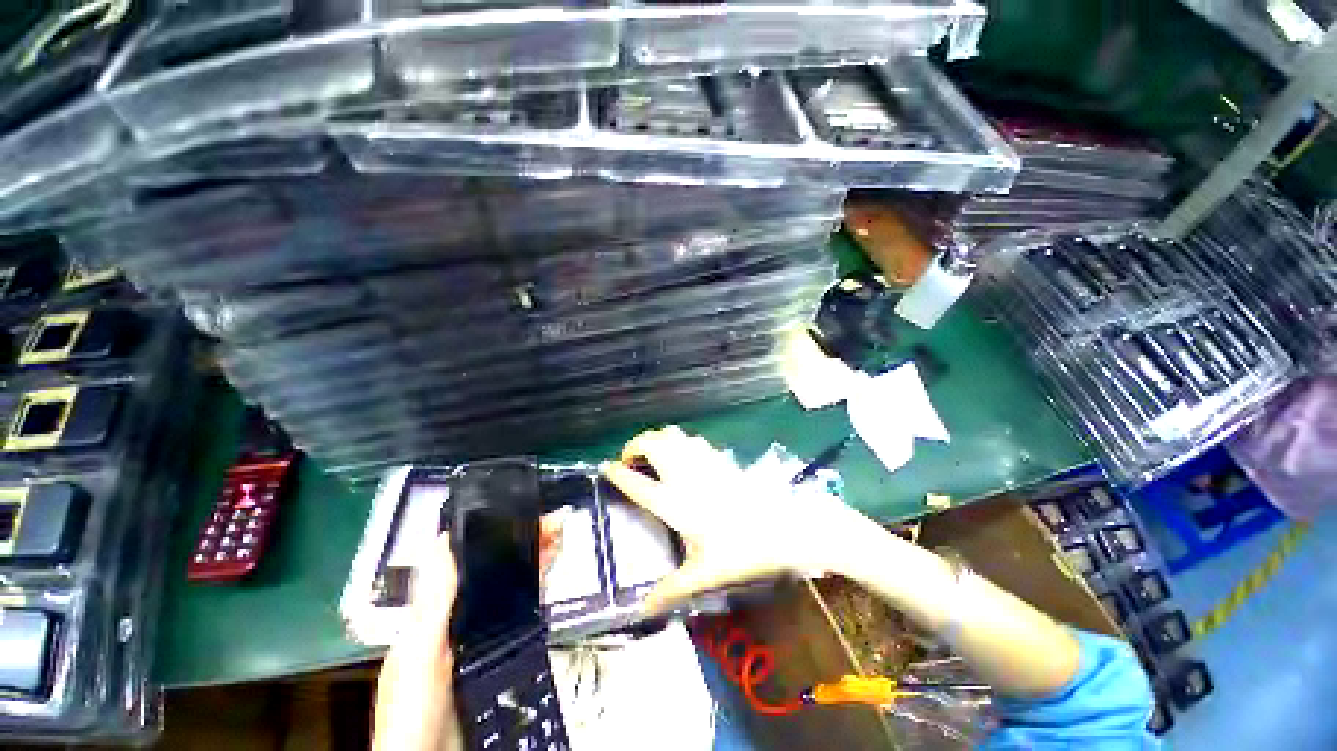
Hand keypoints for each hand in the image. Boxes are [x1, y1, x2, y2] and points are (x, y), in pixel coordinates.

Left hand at [373, 514, 567, 750]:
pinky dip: (536, 585)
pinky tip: (550, 570)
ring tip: (558, 535)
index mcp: (433, 612)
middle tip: (551, 522)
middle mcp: (458, 615)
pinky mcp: (500, 649)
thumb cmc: (416, 707)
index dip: (489, 532)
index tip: (516, 512)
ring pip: (509, 584)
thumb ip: (432, 602)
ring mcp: (480, 632)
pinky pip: (521, 609)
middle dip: (520, 541)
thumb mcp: (418, 652)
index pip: (463, 559)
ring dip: (532, 558)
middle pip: (492, 568)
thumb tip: (442, 542)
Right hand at [601, 426, 876, 612]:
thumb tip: (643, 611)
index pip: (637, 483)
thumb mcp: (706, 573)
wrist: (784, 526)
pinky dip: (678, 441)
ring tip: (652, 453)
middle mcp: (685, 476)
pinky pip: (691, 439)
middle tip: (629, 459)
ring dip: (657, 439)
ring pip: (672, 435)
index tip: (605, 467)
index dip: (618, 473)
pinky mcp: (719, 458)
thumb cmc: (743, 549)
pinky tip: (682, 454)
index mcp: (675, 503)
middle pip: (652, 445)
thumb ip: (672, 589)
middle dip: (634, 445)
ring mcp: (703, 462)